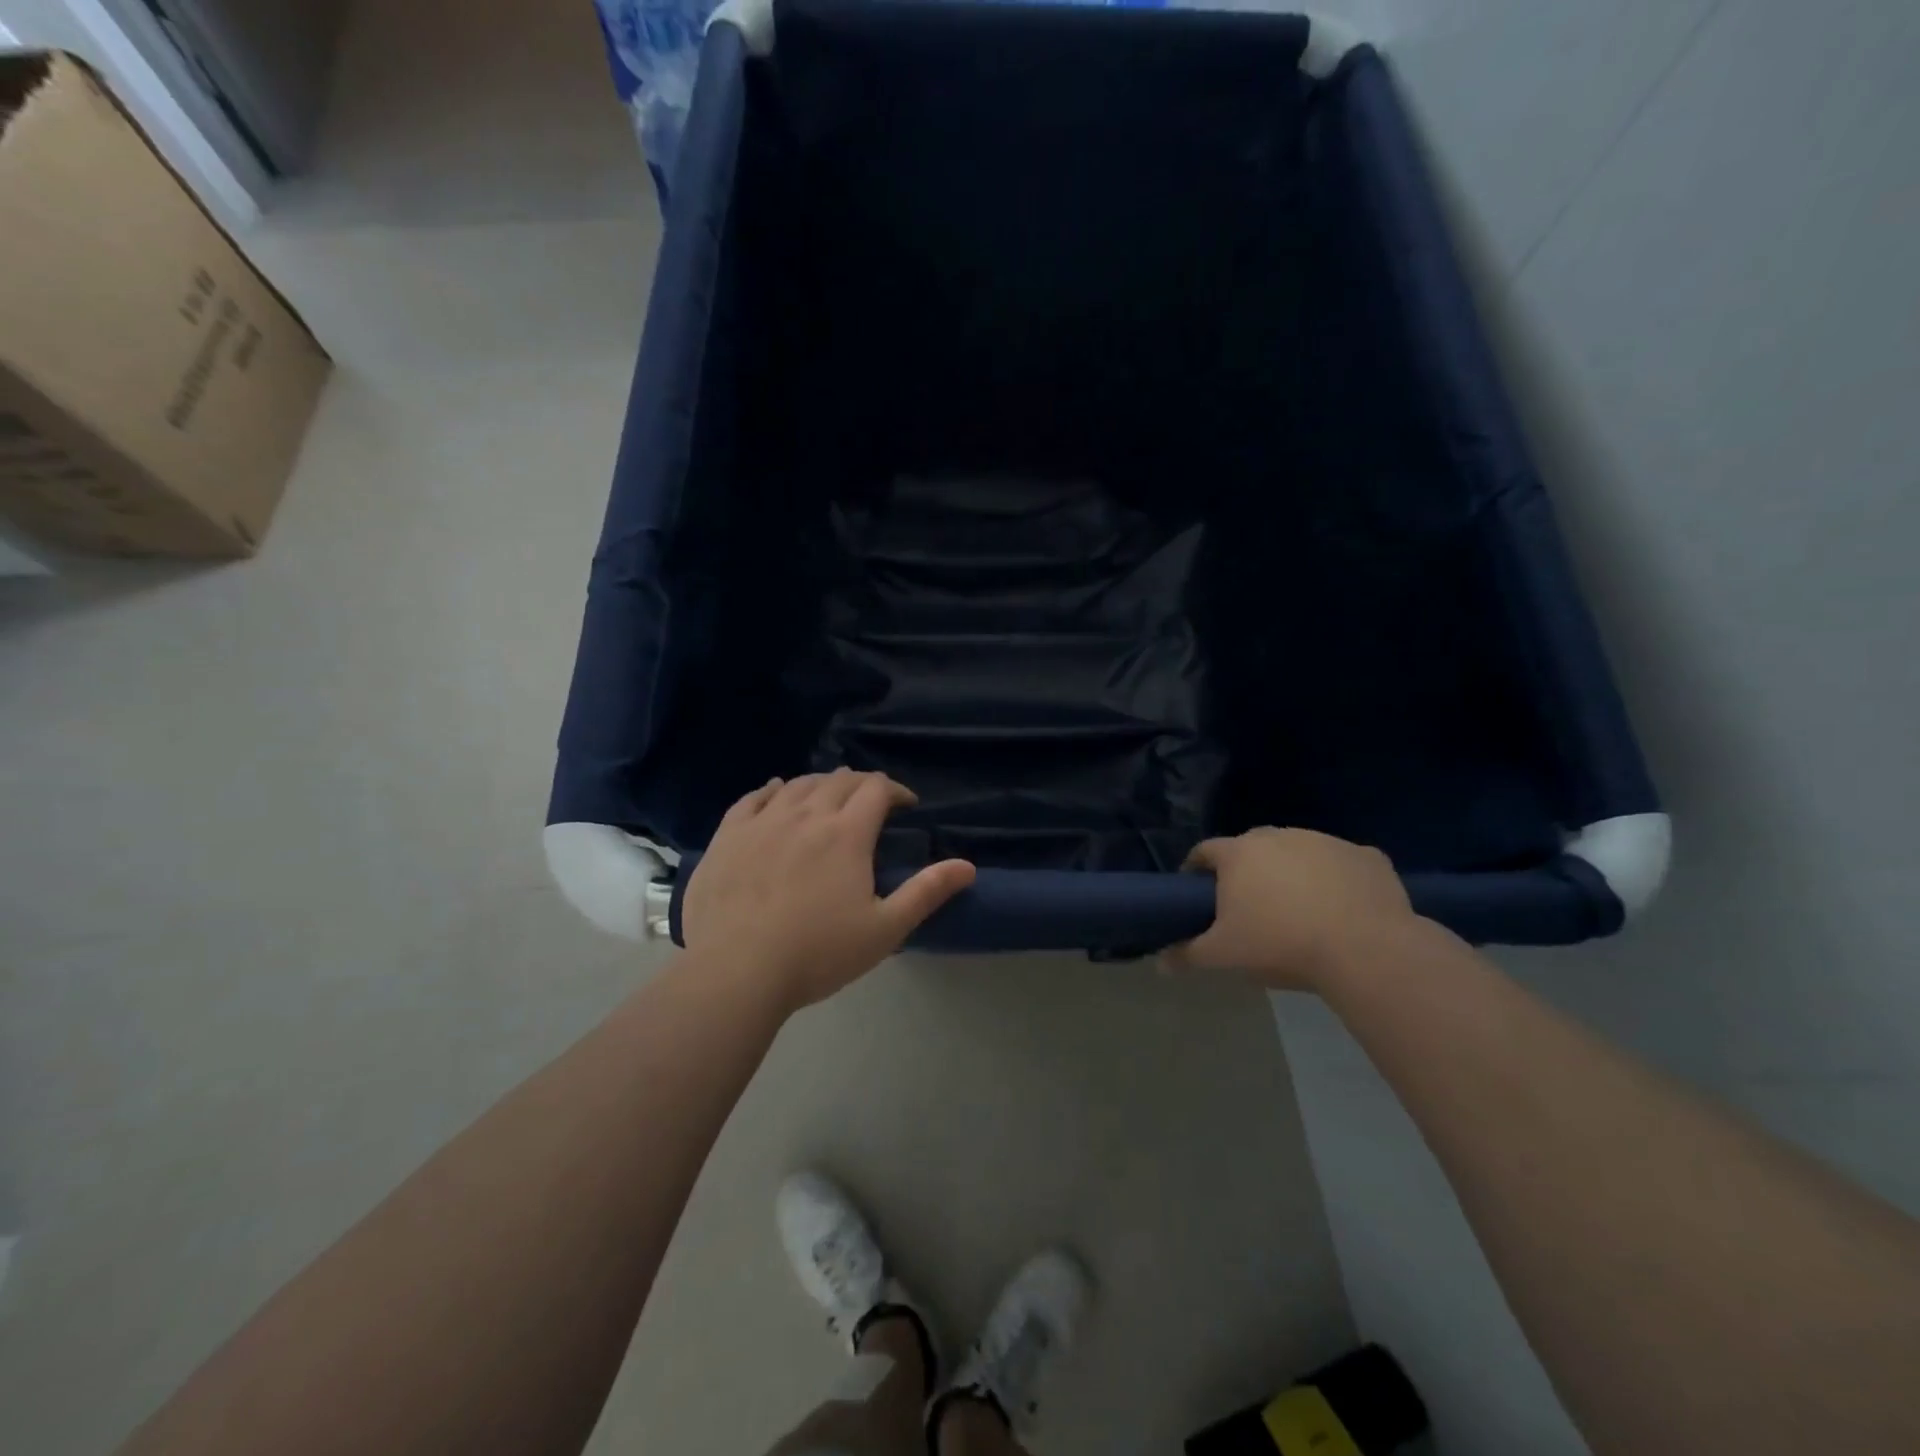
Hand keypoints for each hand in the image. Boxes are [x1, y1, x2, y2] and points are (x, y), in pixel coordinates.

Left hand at [680, 770, 975, 1010]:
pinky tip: (777, 791)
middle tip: (870, 802)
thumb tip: (968, 866)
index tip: (906, 805)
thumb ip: (926, 892)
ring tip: (829, 796)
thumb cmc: (817, 954)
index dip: (895, 790)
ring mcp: (763, 822)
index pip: (876, 789)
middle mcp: (806, 814)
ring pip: (798, 784)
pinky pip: (754, 797)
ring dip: (821, 784)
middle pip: (838, 781)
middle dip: (861, 785)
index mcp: (847, 833)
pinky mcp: (729, 835)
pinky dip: (773, 789)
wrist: (736, 972)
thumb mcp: (884, 930)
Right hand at [1161, 827, 1417, 991]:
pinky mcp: (1366, 856)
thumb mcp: (1224, 956)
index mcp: (1239, 853)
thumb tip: (1159, 963)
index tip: (1198, 890)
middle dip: (1247, 867)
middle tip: (1250, 903)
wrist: (1365, 950)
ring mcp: (1325, 841)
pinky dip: (1339, 878)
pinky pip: (1344, 862)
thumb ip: (1187, 955)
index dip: (1197, 869)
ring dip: (1293, 869)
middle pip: (1252, 845)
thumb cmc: (1281, 944)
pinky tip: (1344, 906)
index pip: (1205, 851)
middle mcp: (1279, 836)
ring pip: (1299, 850)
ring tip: (1299, 906)